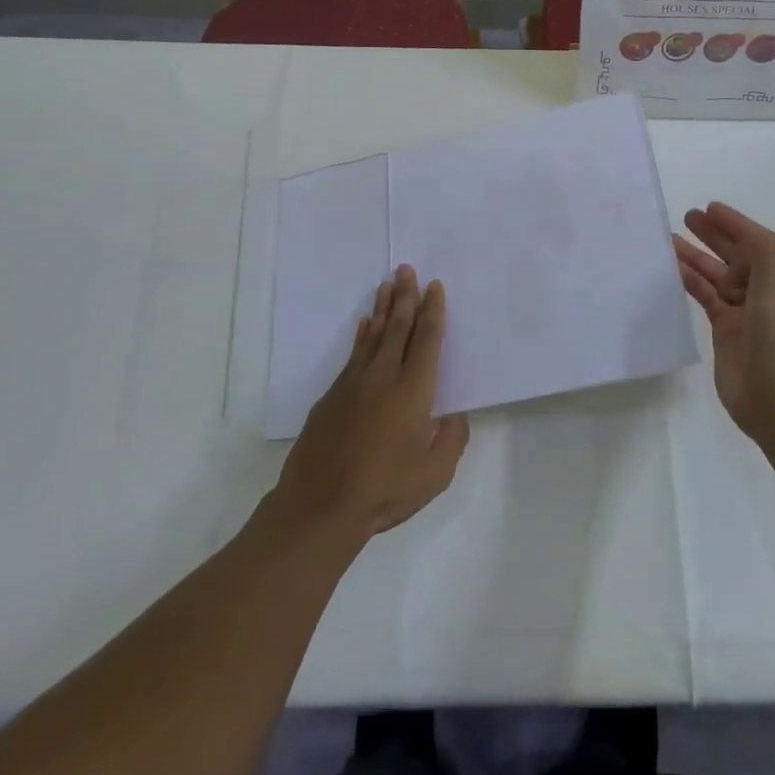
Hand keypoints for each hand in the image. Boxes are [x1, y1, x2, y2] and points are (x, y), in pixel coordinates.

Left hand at [273, 266, 469, 542]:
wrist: (320, 505)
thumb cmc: (385, 489)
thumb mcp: (435, 473)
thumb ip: (451, 440)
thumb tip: (454, 417)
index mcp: (414, 389)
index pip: (427, 339)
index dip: (433, 311)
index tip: (434, 286)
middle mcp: (384, 376)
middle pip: (398, 326)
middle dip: (405, 296)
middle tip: (406, 269)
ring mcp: (354, 383)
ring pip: (373, 335)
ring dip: (382, 308)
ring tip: (386, 285)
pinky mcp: (332, 396)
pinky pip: (353, 354)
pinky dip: (362, 335)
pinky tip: (363, 326)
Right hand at [675, 202, 774, 440]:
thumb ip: (756, 245)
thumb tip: (733, 257)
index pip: (764, 241)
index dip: (737, 223)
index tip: (710, 207)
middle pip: (741, 256)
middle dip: (717, 235)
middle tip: (689, 217)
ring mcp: (751, 314)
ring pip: (720, 276)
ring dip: (698, 256)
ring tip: (672, 238)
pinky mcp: (727, 332)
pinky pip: (707, 297)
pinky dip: (692, 280)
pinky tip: (674, 266)